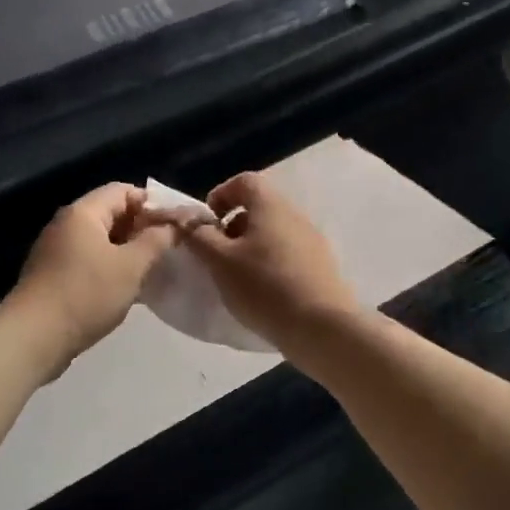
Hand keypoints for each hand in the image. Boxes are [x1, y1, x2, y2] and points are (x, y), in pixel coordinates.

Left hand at [3, 184, 177, 359]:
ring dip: (125, 249)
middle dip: (140, 228)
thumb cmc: (86, 294)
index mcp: (83, 212)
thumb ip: (156, 241)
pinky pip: (87, 258)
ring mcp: (55, 249)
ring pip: (99, 239)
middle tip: (165, 249)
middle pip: (110, 212)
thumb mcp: (131, 267)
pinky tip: (123, 287)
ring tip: (149, 269)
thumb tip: (173, 225)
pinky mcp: (51, 274)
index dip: (151, 203)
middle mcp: (66, 223)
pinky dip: (108, 266)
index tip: (173, 226)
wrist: (33, 337)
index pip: (123, 190)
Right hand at [174, 171, 360, 345]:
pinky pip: (288, 255)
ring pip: (273, 233)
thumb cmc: (265, 287)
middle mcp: (295, 216)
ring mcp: (313, 241)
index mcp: (271, 206)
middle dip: (232, 226)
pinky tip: (263, 293)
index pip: (244, 181)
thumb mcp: (220, 261)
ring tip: (237, 278)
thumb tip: (187, 218)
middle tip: (217, 255)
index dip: (220, 195)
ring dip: (250, 247)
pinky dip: (269, 264)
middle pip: (259, 208)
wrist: (322, 328)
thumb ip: (199, 236)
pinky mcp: (322, 267)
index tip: (206, 224)